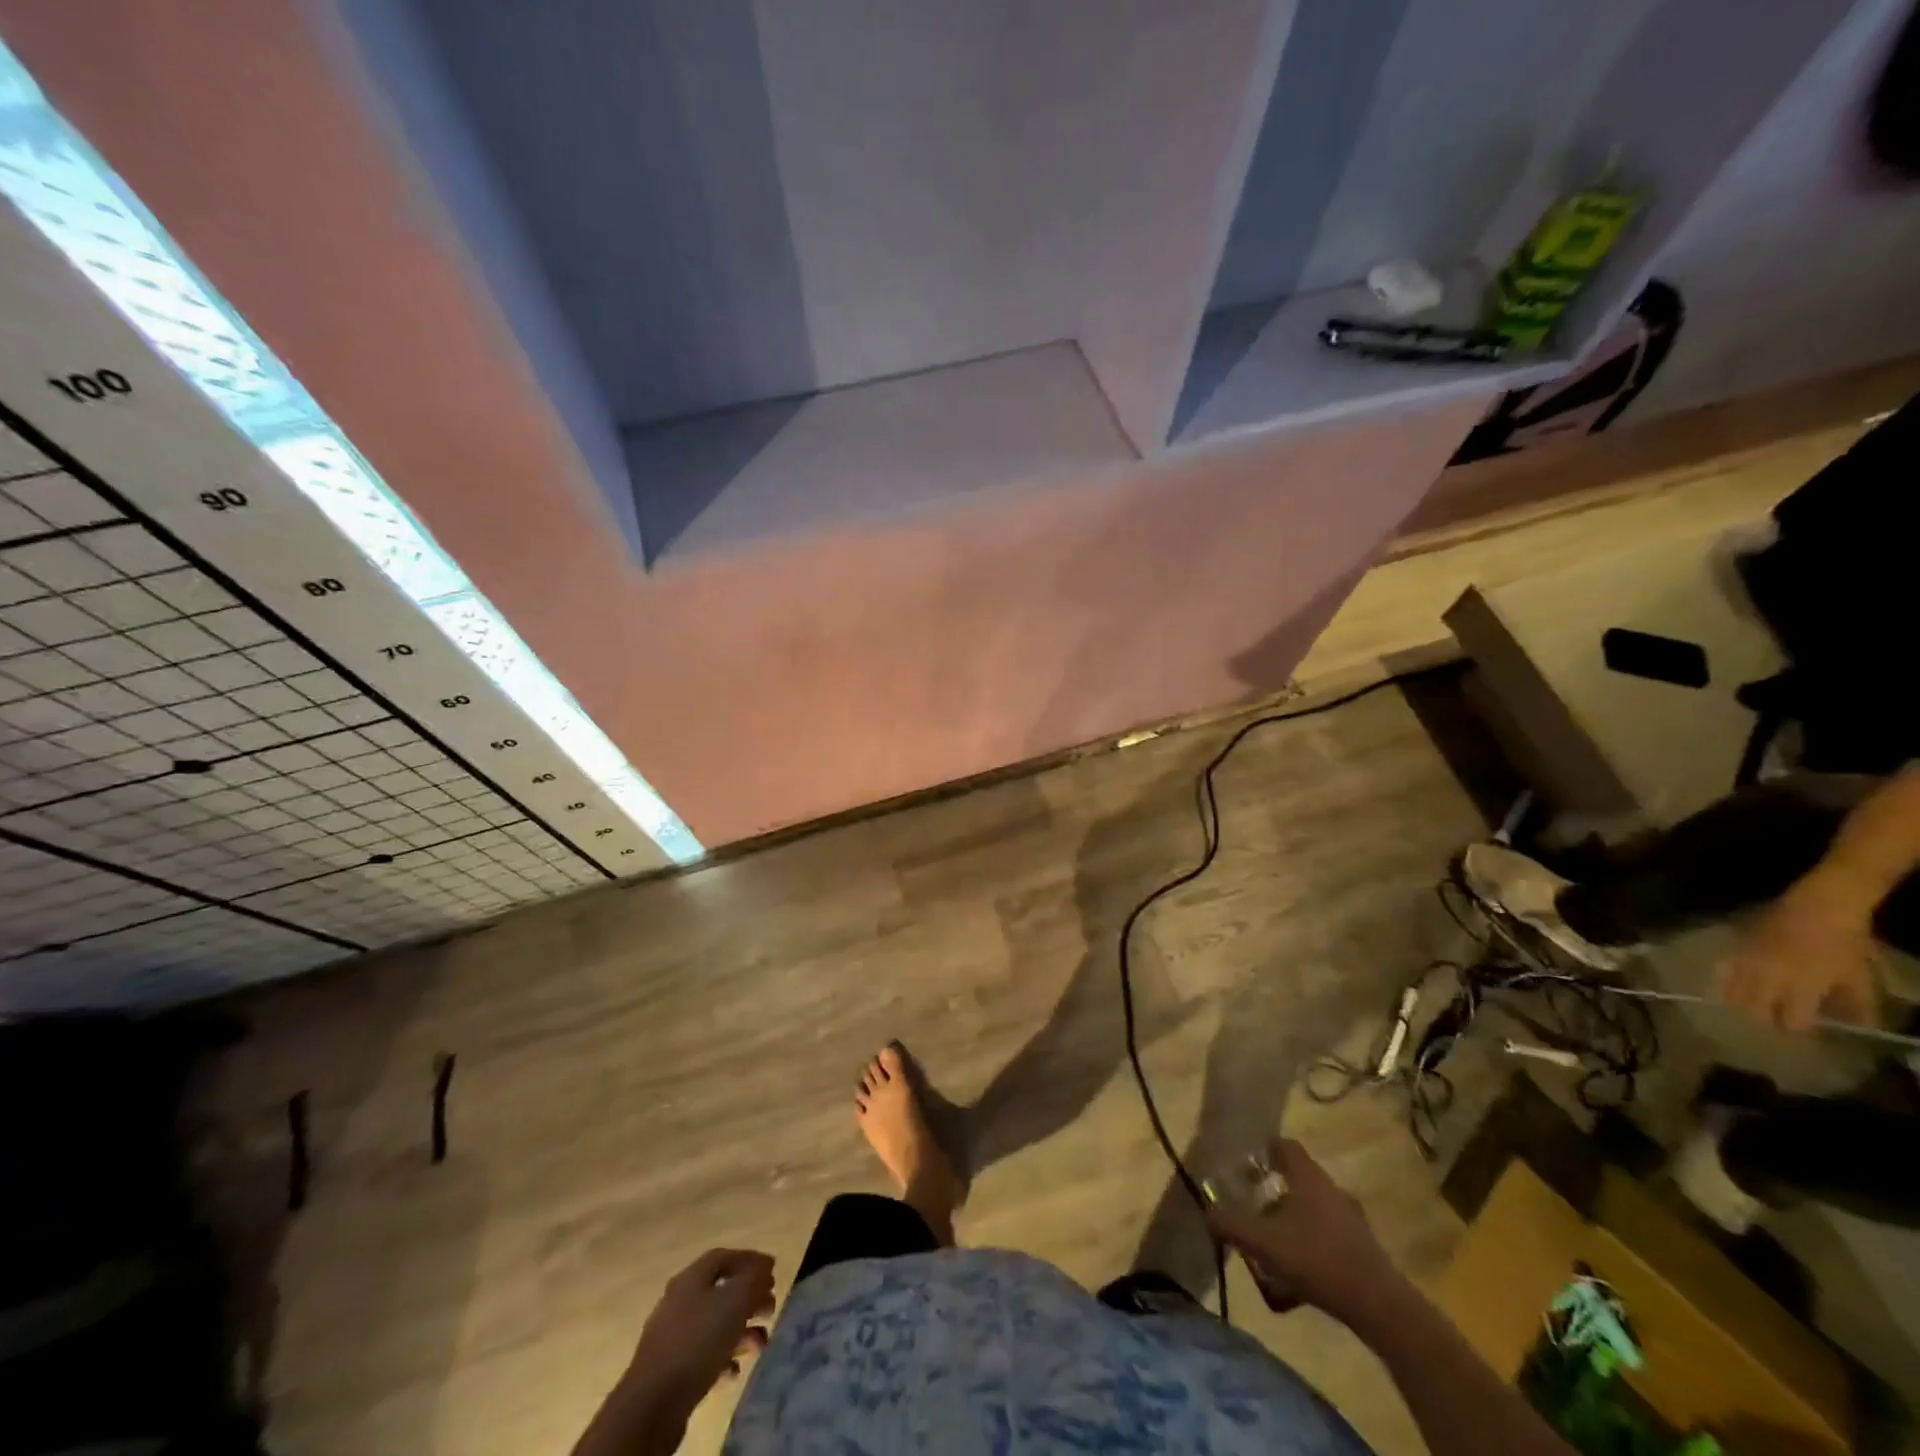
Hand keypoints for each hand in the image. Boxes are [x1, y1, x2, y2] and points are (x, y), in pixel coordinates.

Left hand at [626, 1249, 775, 1430]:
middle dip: (749, 1297)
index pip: (724, 1257)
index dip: (750, 1260)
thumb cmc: (697, 1342)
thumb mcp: (734, 1302)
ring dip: (741, 1331)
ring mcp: (672, 1337)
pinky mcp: (671, 1369)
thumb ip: (753, 1279)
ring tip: (760, 1344)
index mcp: (690, 1279)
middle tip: (770, 1308)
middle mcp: (679, 1301)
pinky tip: (734, 1371)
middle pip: (721, 1290)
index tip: (773, 1271)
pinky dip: (723, 1357)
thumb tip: (765, 1266)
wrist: (651, 1406)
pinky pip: (703, 1354)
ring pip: (714, 1324)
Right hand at [1205, 1138, 1404, 1328]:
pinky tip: (1299, 1273)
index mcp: (1308, 1177)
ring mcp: (1352, 1218)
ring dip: (1294, 1219)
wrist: (1380, 1306)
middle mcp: (1332, 1188)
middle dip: (1275, 1191)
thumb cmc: (1317, 1259)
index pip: (1285, 1146)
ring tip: (1275, 1245)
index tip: (1247, 1166)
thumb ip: (1231, 1226)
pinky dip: (1312, 1244)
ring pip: (1315, 1208)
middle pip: (1299, 1178)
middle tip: (1255, 1209)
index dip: (1265, 1151)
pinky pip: (1330, 1234)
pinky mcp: (1364, 1246)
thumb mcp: (1264, 1243)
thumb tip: (1206, 1212)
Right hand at [1719, 881, 1877, 1032]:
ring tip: (1749, 1004)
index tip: (1801, 1028)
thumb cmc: (1843, 943)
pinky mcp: (1735, 947)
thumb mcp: (1858, 977)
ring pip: (1732, 990)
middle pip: (1754, 1009)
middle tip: (1773, 1018)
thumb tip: (1855, 1028)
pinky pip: (1723, 969)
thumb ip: (1856, 1005)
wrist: (1818, 908)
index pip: (1791, 1020)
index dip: (1796, 1028)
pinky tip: (1730, 982)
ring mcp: (1749, 960)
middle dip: (1764, 1018)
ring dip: (1741, 1001)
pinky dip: (1725, 979)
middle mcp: (1770, 976)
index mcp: (1804, 986)